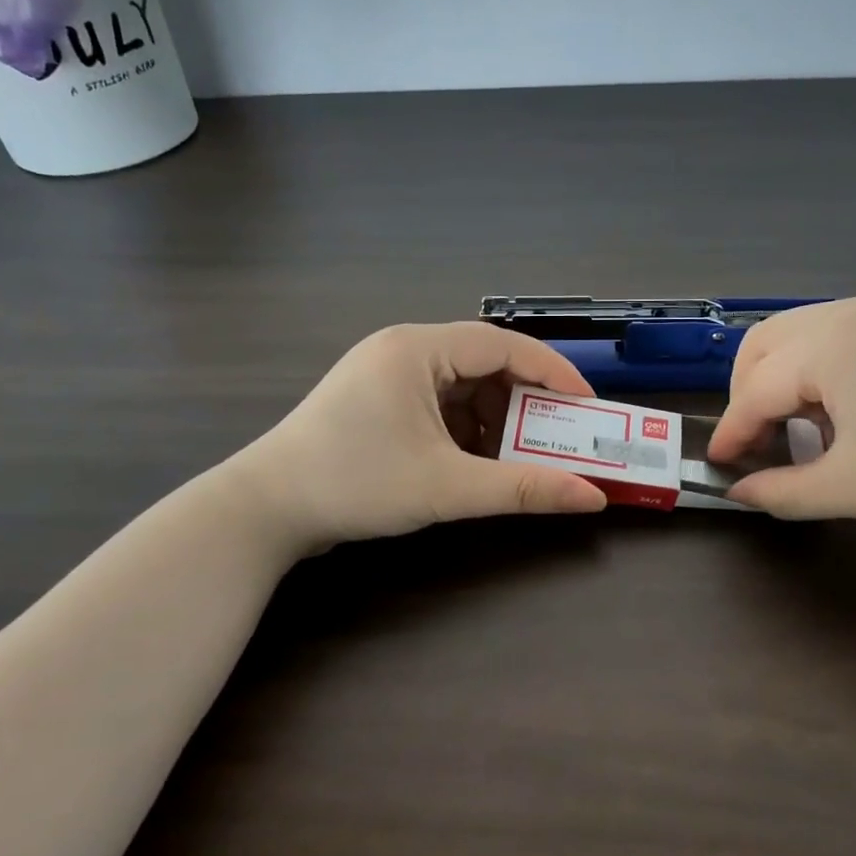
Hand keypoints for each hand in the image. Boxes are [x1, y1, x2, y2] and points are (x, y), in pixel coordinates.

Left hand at [237, 322, 606, 553]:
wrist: (264, 510)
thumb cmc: (355, 484)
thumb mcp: (447, 488)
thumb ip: (523, 489)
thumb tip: (590, 498)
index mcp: (417, 349)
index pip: (504, 345)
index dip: (553, 373)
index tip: (587, 406)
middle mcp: (403, 349)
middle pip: (485, 364)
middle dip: (525, 402)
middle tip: (560, 436)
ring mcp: (386, 374)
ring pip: (462, 387)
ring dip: (495, 420)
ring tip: (520, 456)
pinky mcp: (377, 401)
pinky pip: (439, 404)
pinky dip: (466, 430)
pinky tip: (476, 463)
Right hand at [707, 296, 855, 521]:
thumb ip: (786, 492)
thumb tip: (741, 492)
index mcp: (827, 346)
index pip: (754, 390)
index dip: (732, 432)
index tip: (719, 466)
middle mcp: (844, 314)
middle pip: (762, 347)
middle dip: (746, 395)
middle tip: (758, 443)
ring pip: (796, 337)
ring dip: (780, 381)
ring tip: (801, 430)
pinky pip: (833, 337)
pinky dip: (815, 371)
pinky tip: (843, 411)